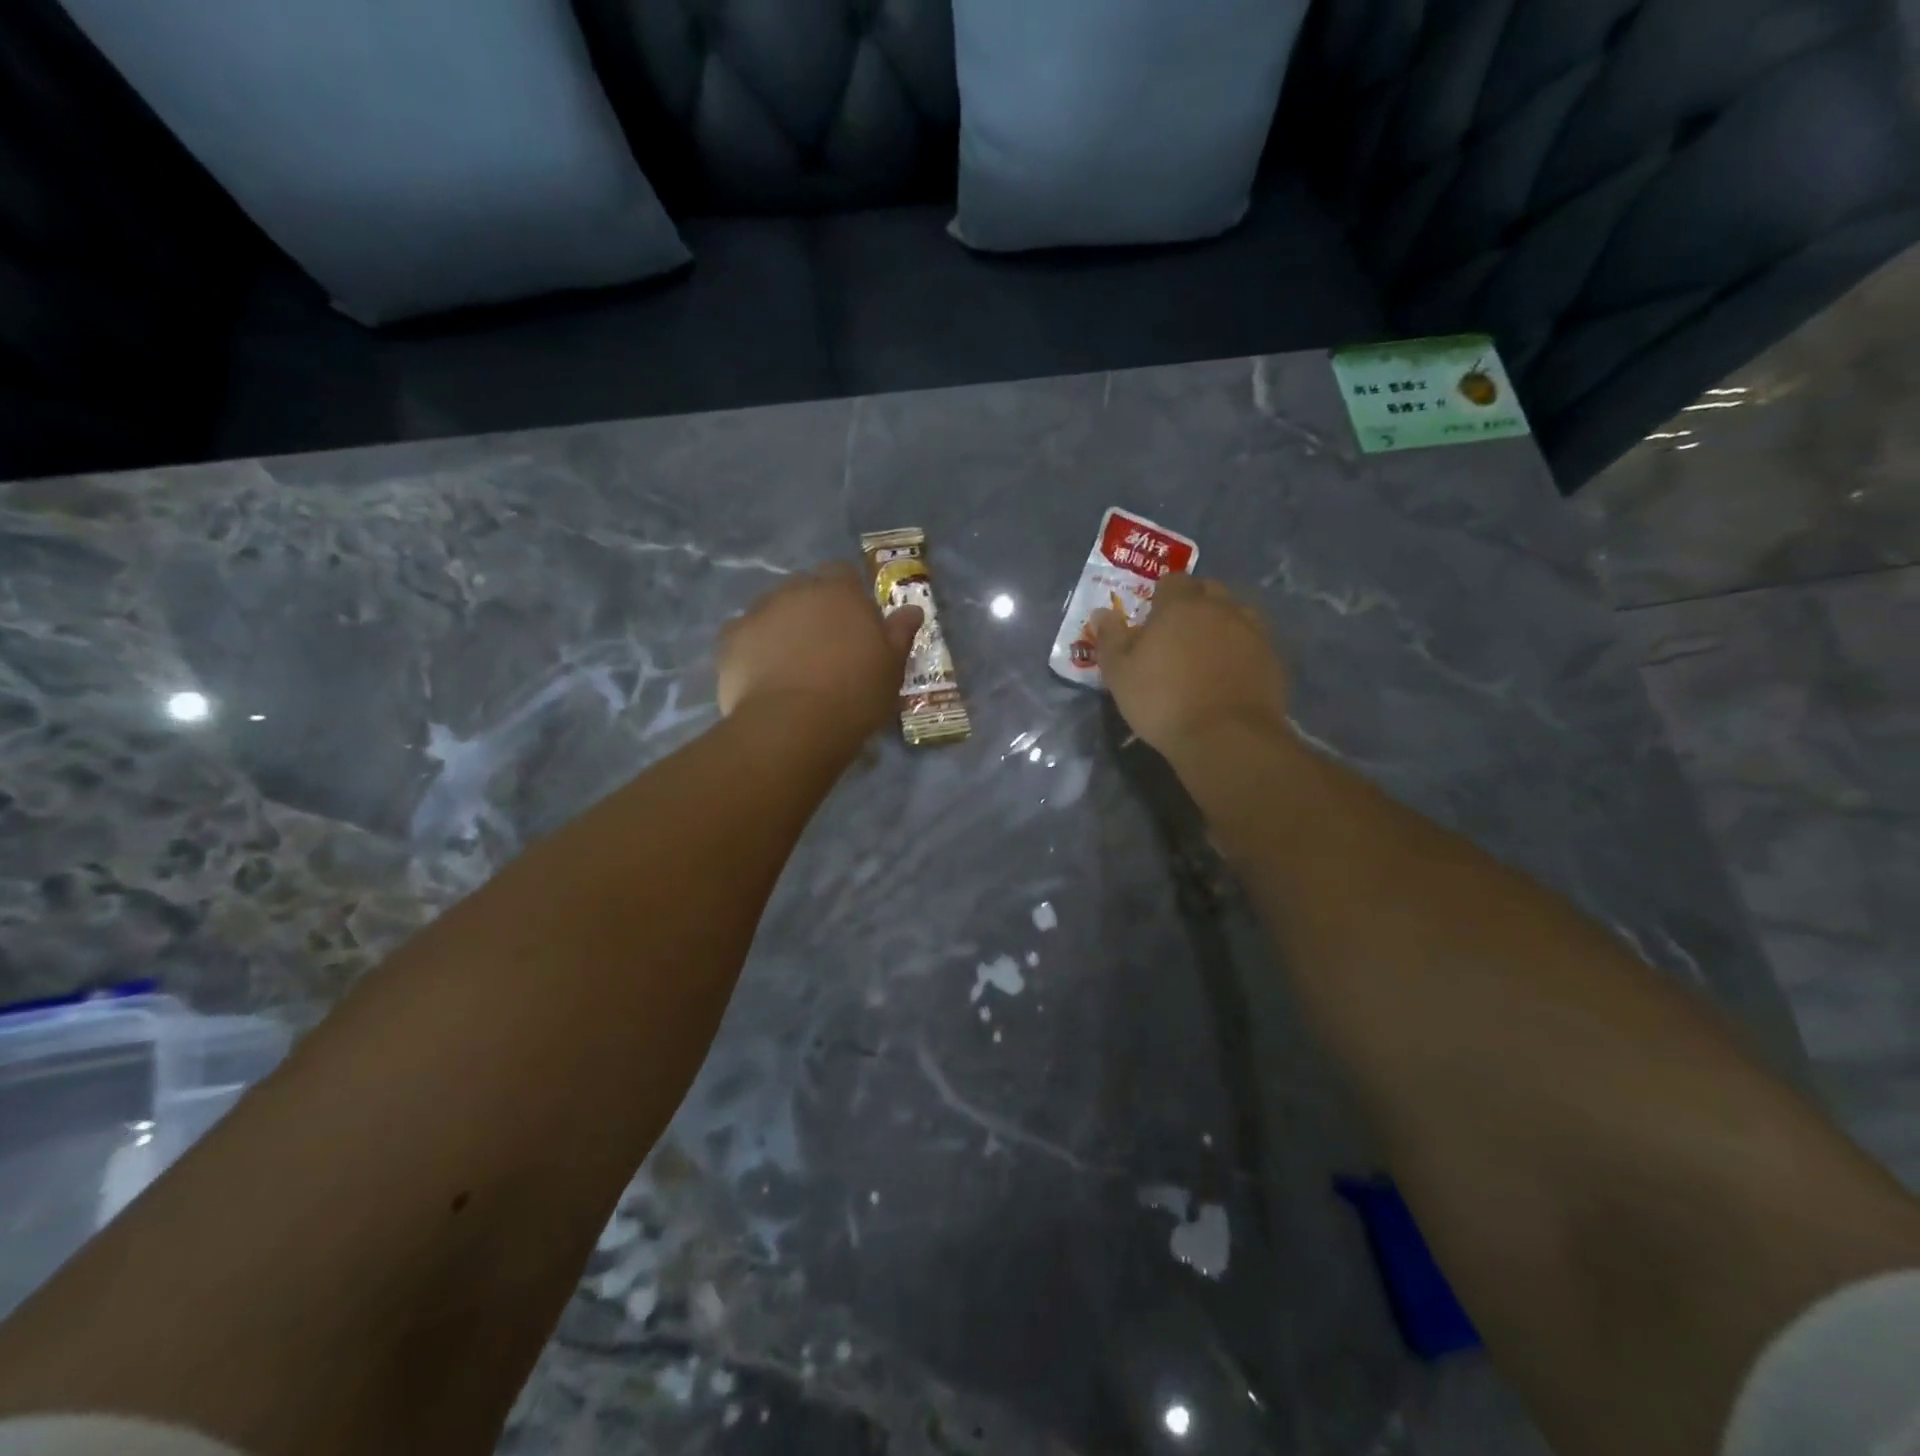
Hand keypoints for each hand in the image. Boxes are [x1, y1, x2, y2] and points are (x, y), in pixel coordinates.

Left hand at [718, 564, 922, 741]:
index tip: (855, 623)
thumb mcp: (891, 668)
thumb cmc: (855, 695)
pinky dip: (755, 649)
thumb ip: (899, 634)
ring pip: (774, 610)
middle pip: (806, 589)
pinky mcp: (729, 639)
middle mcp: (796, 591)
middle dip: (814, 610)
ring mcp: (758, 612)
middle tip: (826, 648)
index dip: (849, 594)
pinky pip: (746, 636)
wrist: (793, 726)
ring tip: (792, 666)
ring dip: (784, 628)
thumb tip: (912, 609)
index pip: (843, 573)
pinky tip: (764, 678)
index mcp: (840, 593)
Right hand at [1091, 574, 1291, 758]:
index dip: (1161, 596)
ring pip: (1236, 614)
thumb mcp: (1120, 674)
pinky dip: (1241, 651)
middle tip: (1177, 635)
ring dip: (1222, 625)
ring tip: (1207, 654)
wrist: (1225, 737)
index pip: (1172, 581)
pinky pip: (1254, 643)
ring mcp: (1252, 632)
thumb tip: (1102, 613)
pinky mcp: (1273, 659)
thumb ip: (1110, 639)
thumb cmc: (1162, 701)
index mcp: (1181, 605)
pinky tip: (1230, 676)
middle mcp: (1221, 609)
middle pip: (1208, 591)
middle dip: (1194, 604)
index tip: (1152, 619)